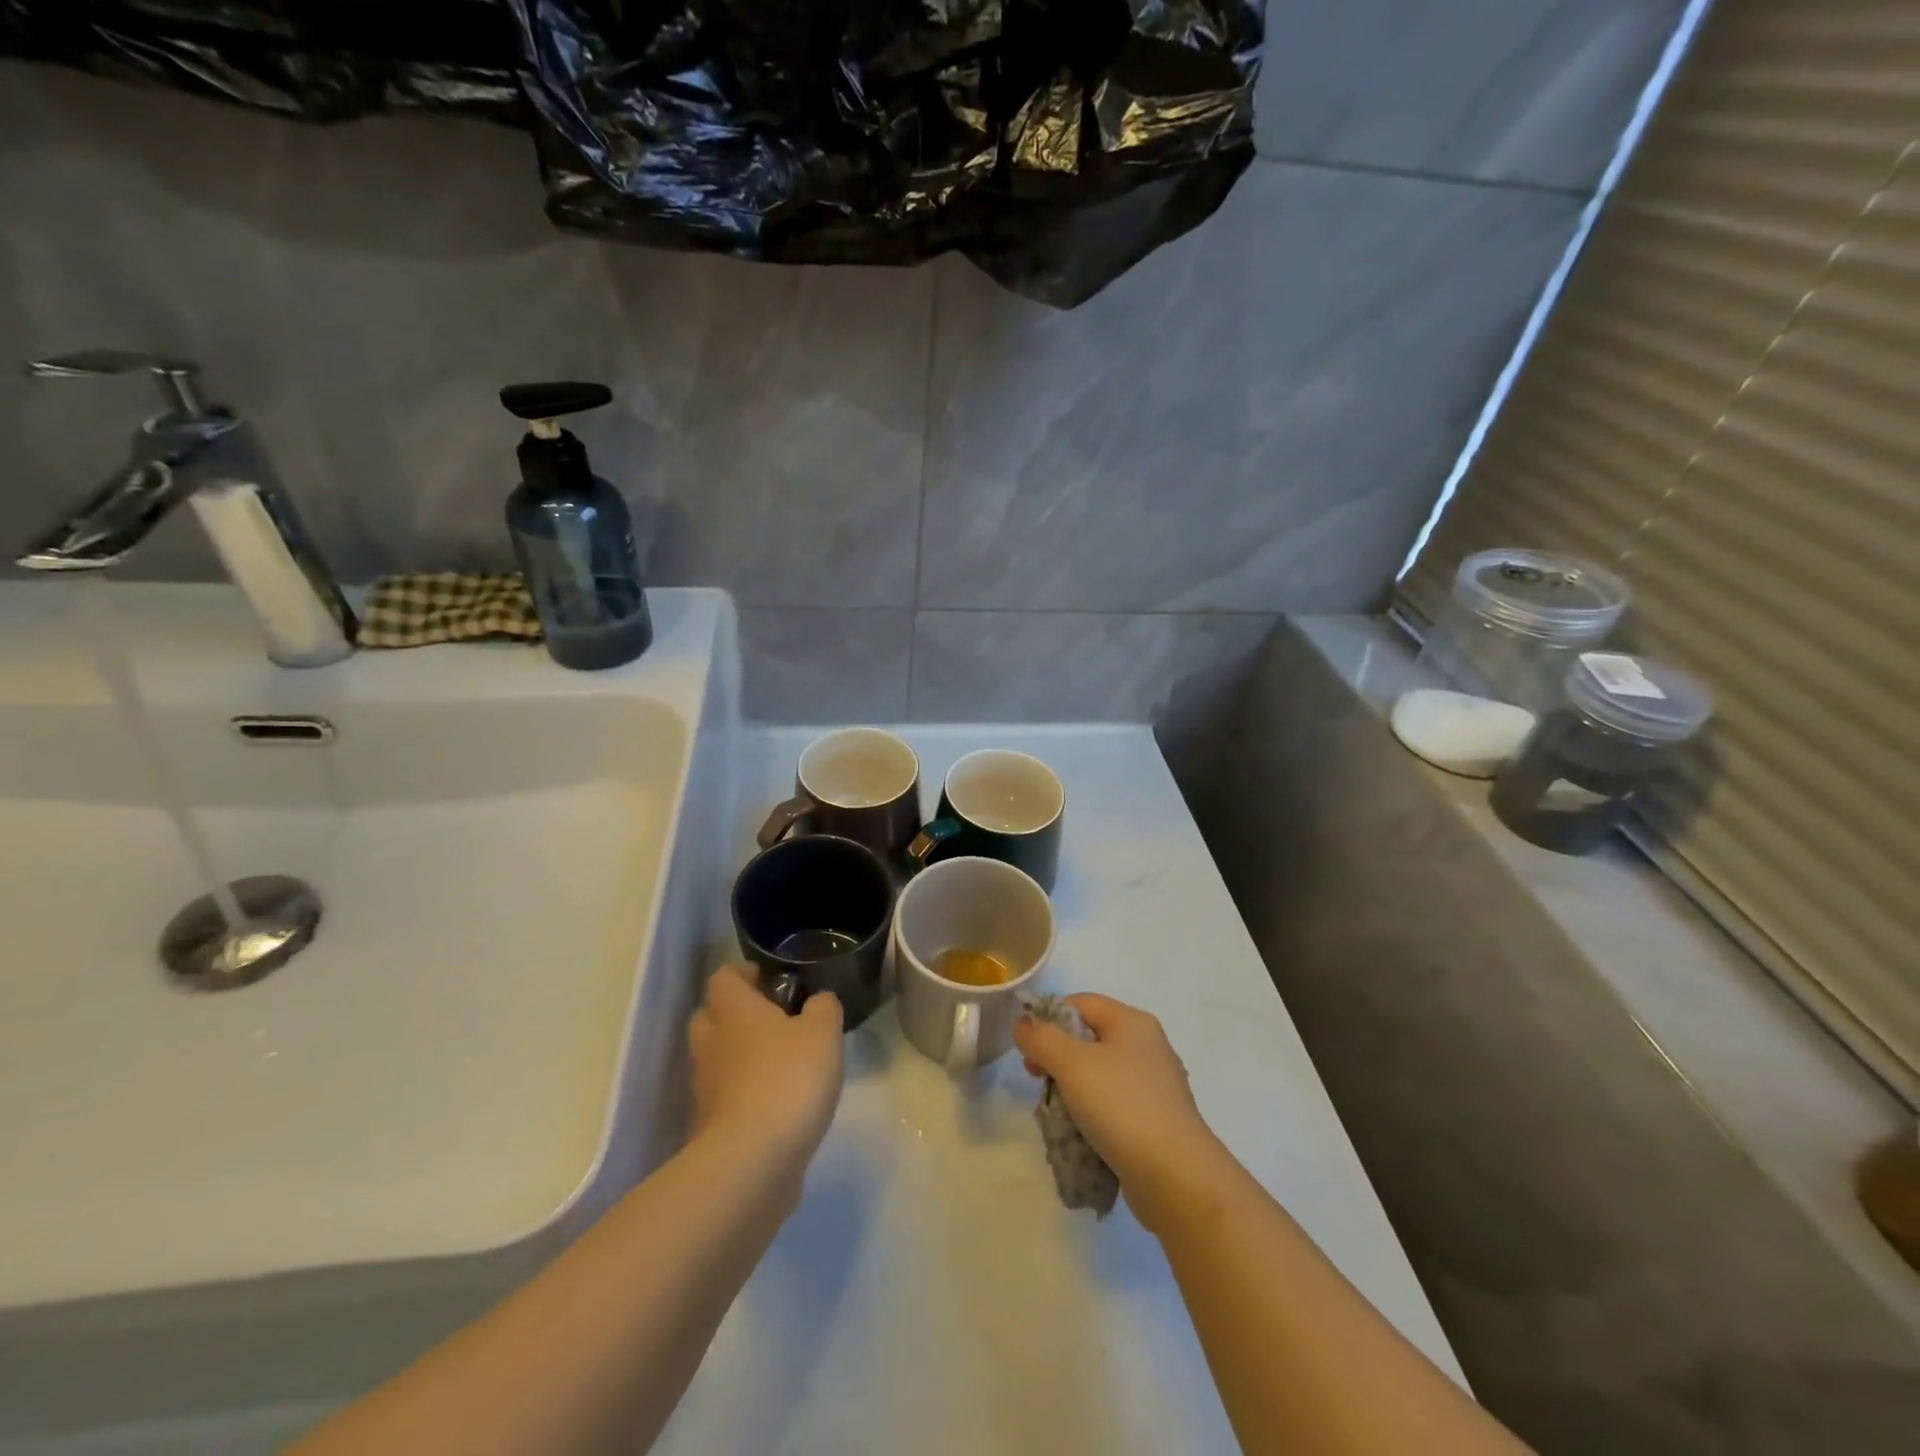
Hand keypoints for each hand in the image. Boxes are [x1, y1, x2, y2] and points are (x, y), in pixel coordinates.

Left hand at [688, 965, 844, 1192]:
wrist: (752, 1161)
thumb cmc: (788, 1079)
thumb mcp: (823, 1032)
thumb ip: (823, 1008)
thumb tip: (818, 1001)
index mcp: (734, 1011)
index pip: (723, 977)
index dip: (744, 974)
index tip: (771, 980)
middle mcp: (711, 1043)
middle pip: (711, 1016)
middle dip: (736, 1014)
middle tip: (773, 1019)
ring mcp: (705, 1087)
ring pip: (716, 1058)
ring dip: (740, 1056)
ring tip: (780, 1062)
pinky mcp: (709, 1126)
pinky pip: (724, 1096)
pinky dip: (743, 1094)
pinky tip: (775, 1102)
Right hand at [1013, 994, 1225, 1231]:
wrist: (1176, 1177)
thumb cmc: (1121, 1106)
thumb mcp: (1072, 1064)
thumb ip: (1041, 1038)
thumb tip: (1023, 1023)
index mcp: (1132, 1022)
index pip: (1080, 1003)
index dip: (1048, 1018)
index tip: (1026, 1048)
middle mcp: (1147, 1046)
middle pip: (1088, 1039)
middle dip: (1056, 1058)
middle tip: (1036, 1080)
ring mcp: (1154, 1086)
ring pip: (1098, 1076)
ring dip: (1071, 1091)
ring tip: (1054, 1114)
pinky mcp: (1155, 1121)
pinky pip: (1113, 1107)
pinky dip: (1092, 1116)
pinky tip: (1078, 1136)